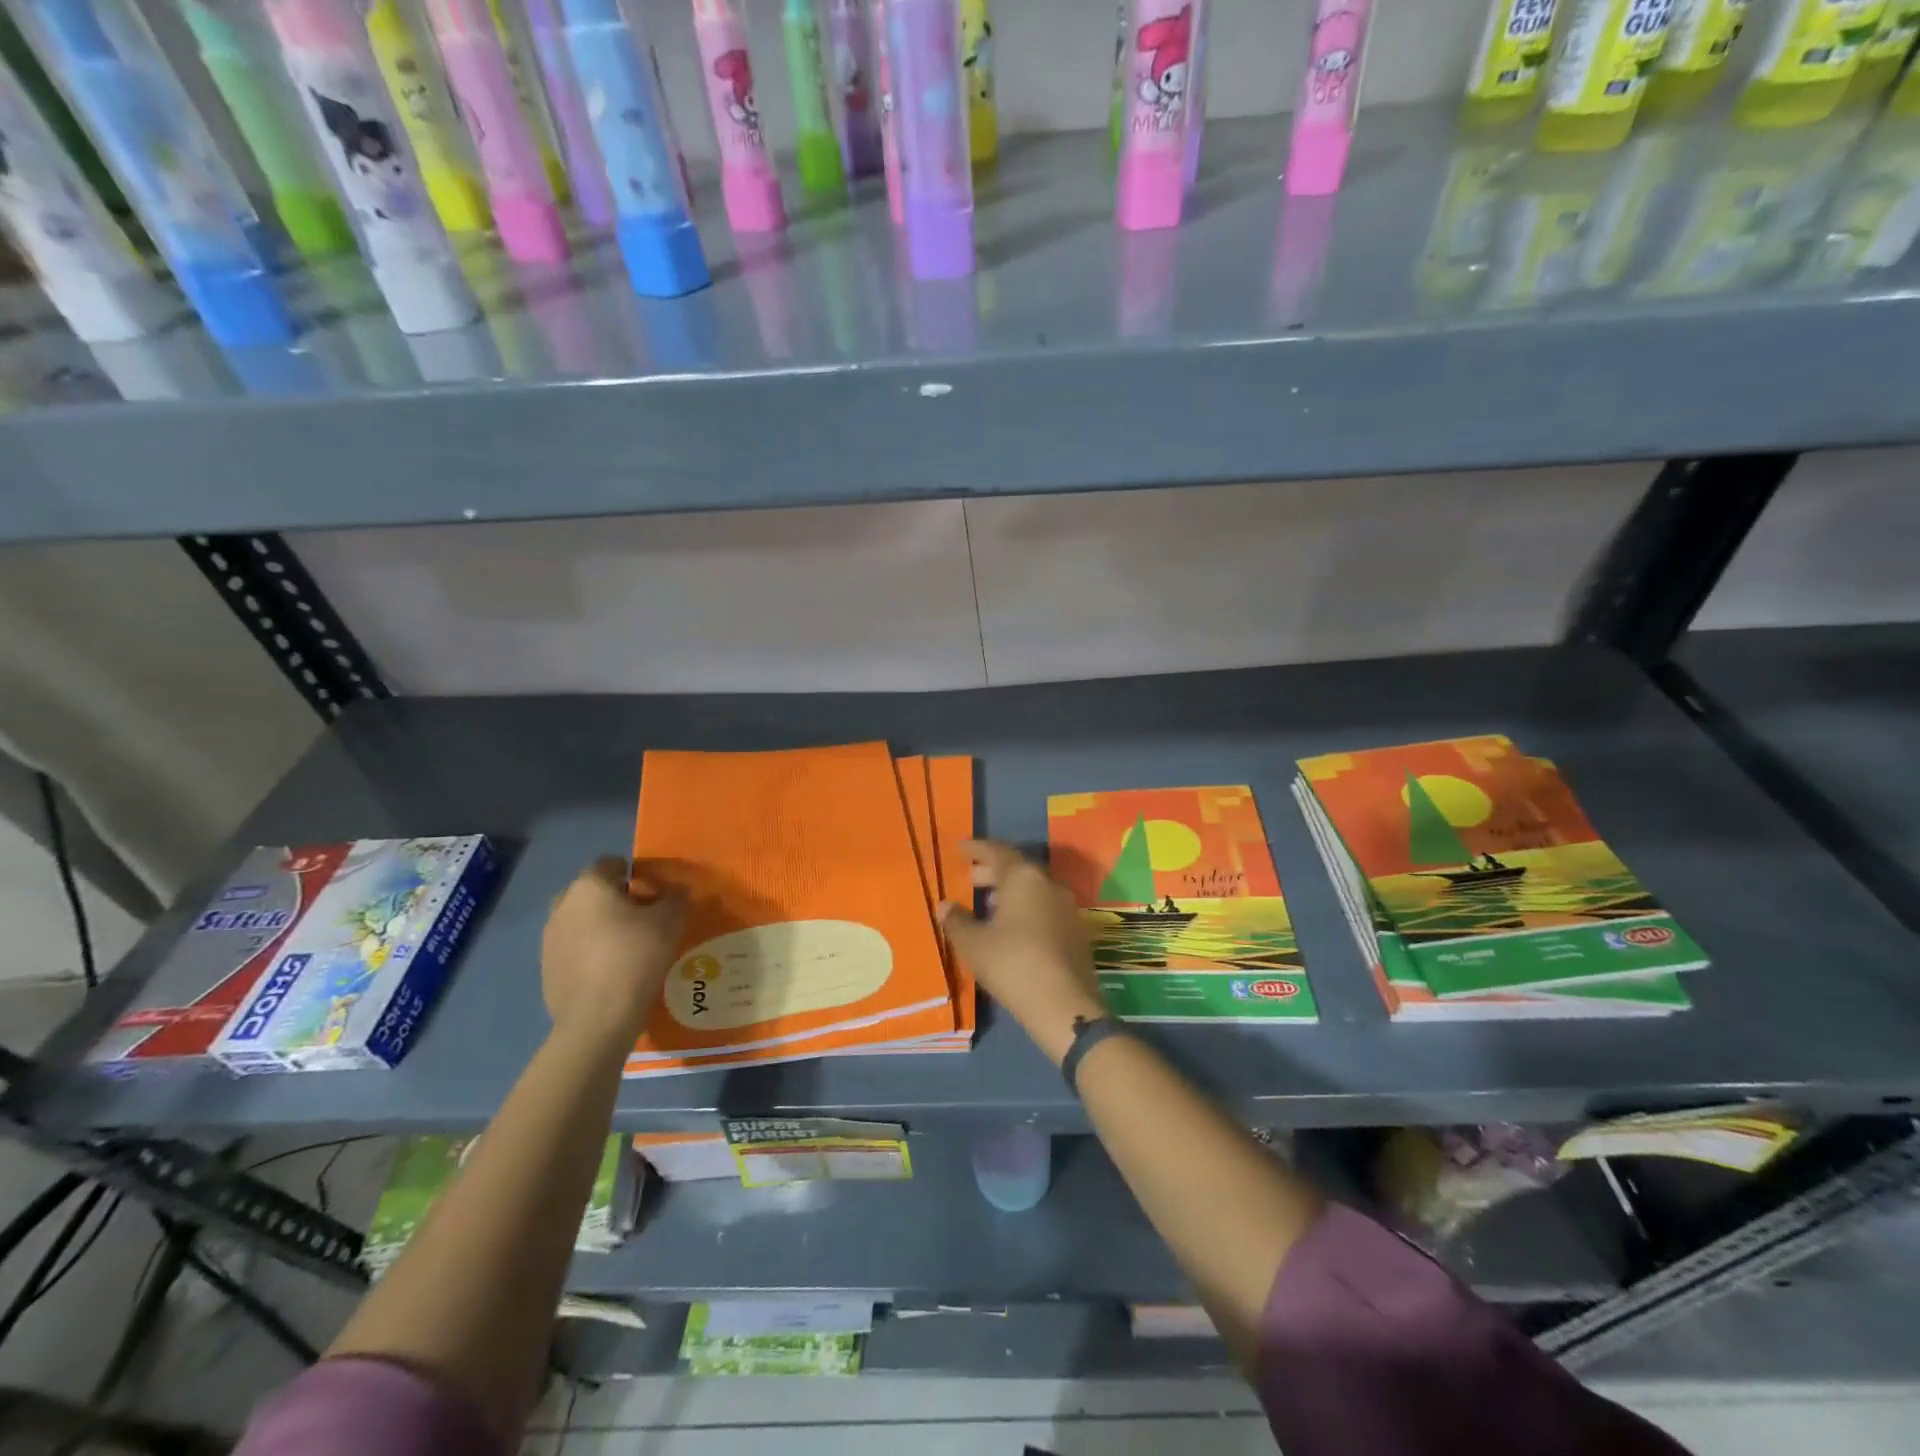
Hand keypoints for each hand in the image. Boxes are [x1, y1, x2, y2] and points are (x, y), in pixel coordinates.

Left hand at [540, 857, 686, 1046]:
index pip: (609, 863)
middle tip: (641, 916)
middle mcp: (563, 906)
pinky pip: (573, 949)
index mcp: (589, 886)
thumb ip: (676, 898)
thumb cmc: (635, 957)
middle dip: (613, 898)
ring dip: (600, 926)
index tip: (653, 890)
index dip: (633, 872)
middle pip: (591, 892)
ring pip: (580, 921)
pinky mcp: (547, 969)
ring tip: (627, 946)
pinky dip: (590, 952)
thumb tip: (677, 891)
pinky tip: (611, 971)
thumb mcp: (670, 921)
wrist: (598, 1018)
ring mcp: (549, 939)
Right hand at [940, 839, 1105, 1065]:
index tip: (960, 848)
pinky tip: (1011, 928)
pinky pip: (1045, 908)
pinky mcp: (1076, 932)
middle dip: (992, 871)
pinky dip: (1025, 909)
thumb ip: (956, 921)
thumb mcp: (974, 944)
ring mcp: (1067, 908)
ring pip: (1033, 889)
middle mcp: (1049, 884)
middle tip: (971, 877)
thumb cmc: (1012, 964)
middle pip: (1018, 869)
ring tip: (987, 904)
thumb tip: (944, 906)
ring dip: (1010, 892)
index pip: (997, 852)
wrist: (1064, 1005)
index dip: (976, 849)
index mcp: (1024, 878)